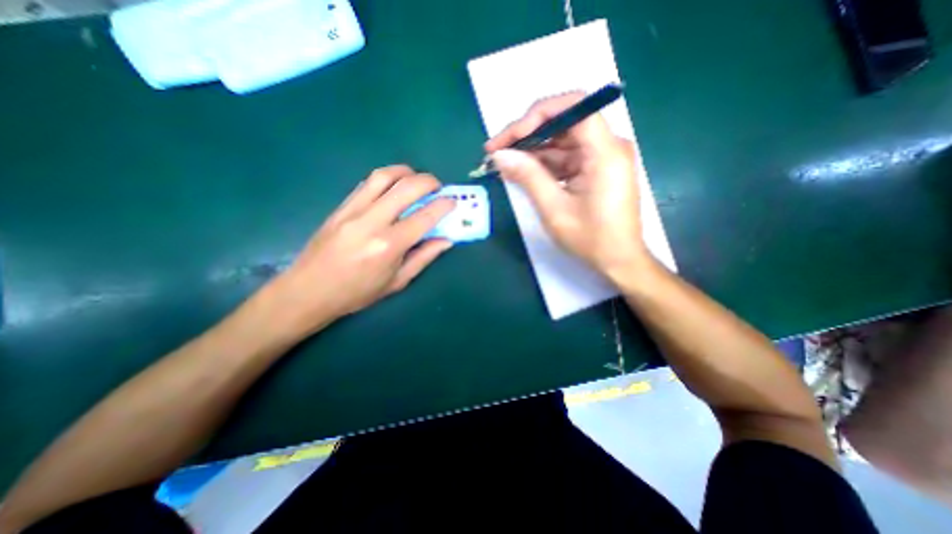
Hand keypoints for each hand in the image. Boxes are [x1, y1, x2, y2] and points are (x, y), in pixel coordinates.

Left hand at [260, 166, 452, 337]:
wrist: (309, 291)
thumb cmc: (358, 293)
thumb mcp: (397, 281)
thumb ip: (424, 257)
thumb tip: (446, 239)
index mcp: (389, 246)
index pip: (424, 217)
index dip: (443, 205)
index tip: (452, 202)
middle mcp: (372, 222)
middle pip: (406, 187)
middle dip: (429, 181)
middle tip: (438, 187)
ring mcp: (353, 210)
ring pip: (384, 176)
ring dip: (406, 172)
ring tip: (417, 179)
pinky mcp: (341, 207)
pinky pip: (368, 183)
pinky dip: (387, 178)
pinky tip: (394, 186)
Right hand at [487, 93, 650, 283]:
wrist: (618, 260)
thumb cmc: (591, 239)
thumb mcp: (554, 209)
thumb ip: (528, 177)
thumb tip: (500, 156)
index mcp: (605, 152)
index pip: (573, 107)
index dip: (536, 116)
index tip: (509, 138)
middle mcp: (608, 146)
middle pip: (564, 122)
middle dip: (528, 134)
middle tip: (497, 151)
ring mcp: (602, 157)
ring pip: (562, 141)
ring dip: (533, 151)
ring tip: (505, 164)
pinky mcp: (596, 169)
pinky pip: (567, 157)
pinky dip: (545, 164)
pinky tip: (524, 172)